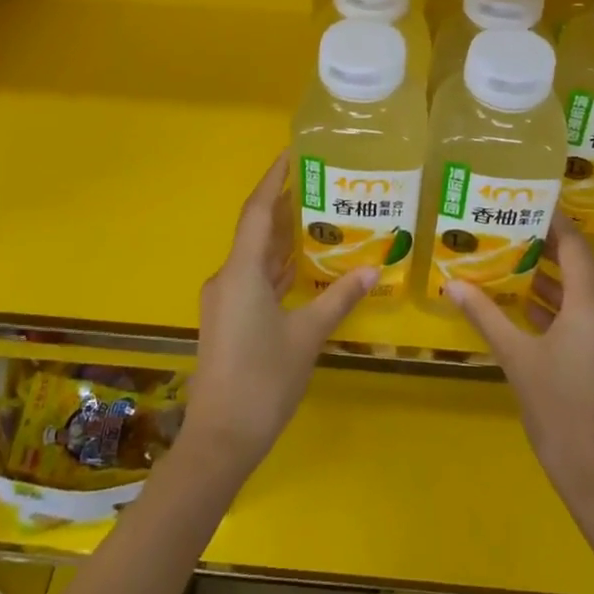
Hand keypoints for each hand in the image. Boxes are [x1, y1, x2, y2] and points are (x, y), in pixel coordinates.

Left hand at [184, 154, 376, 475]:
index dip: (273, 179)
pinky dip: (277, 267)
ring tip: (318, 216)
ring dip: (281, 238)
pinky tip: (302, 265)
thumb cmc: (263, 381)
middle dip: (284, 206)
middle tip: (320, 183)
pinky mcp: (228, 319)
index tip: (292, 153)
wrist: (220, 440)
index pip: (257, 211)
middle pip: (256, 230)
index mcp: (241, 272)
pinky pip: (254, 279)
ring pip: (255, 256)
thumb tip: (373, 269)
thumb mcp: (307, 336)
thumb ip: (338, 298)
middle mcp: (227, 277)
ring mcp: (225, 300)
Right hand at [446, 216, 593, 509]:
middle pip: (584, 267)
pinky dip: (570, 309)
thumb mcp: (516, 359)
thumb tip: (452, 283)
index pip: (575, 245)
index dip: (553, 222)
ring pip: (591, 295)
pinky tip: (536, 314)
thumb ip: (486, 315)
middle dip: (548, 250)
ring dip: (557, 282)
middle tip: (510, 234)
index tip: (527, 203)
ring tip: (516, 269)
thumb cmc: (559, 412)